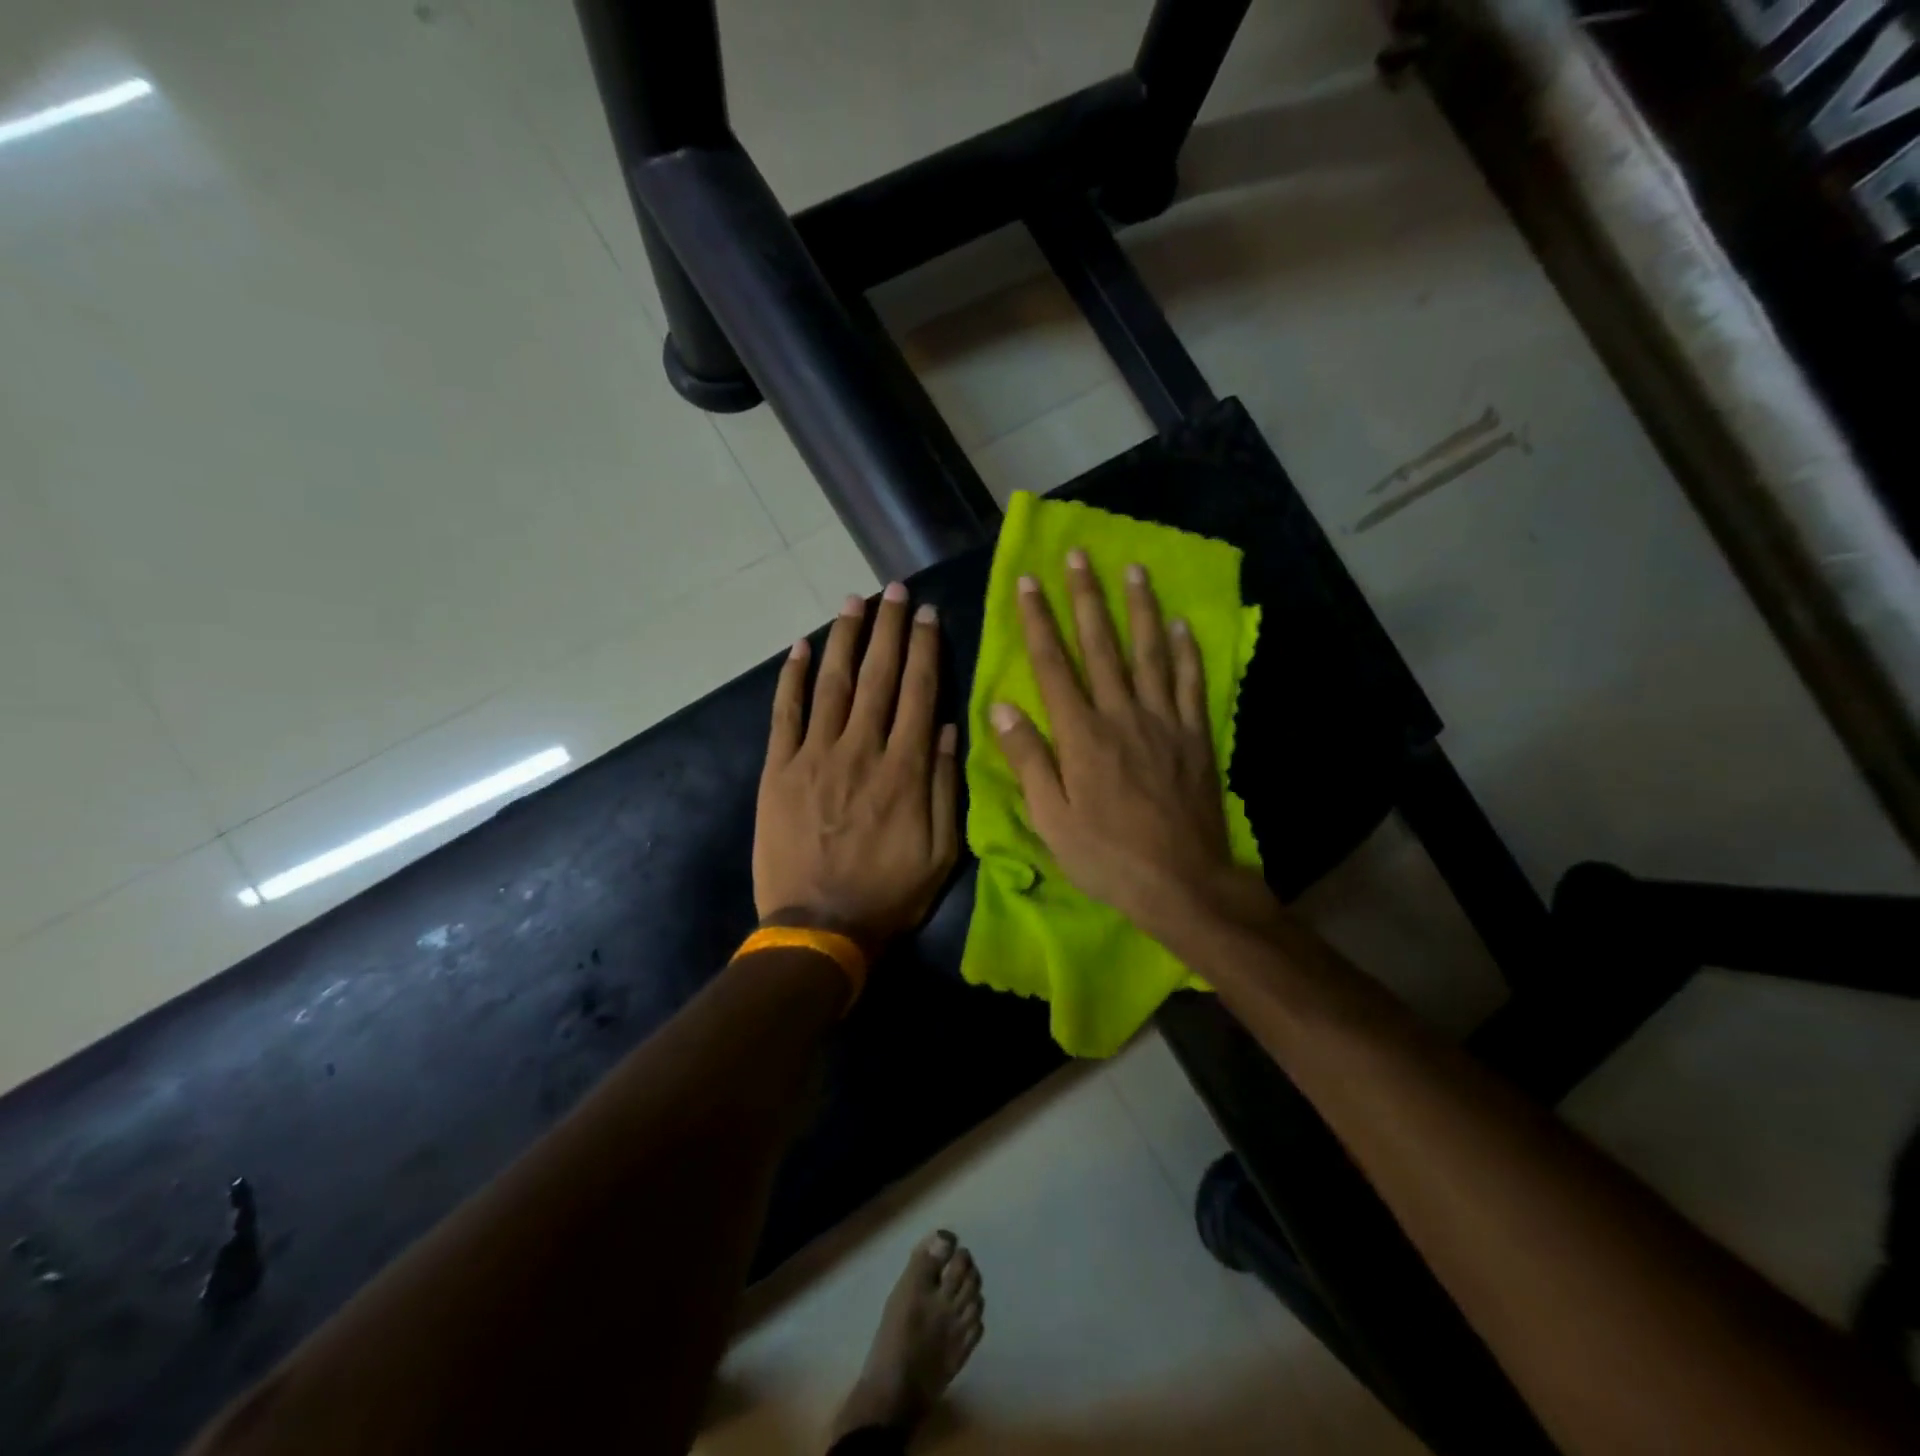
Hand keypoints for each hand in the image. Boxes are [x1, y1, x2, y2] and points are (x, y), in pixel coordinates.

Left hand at [755, 582, 959, 951]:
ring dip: (844, 638)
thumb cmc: (889, 894)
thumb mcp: (942, 852)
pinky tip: (800, 647)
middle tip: (894, 589)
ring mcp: (814, 757)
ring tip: (853, 601)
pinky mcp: (778, 770)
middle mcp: (861, 751)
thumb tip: (949, 727)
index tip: (928, 614)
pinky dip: (791, 678)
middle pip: (879, 676)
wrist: (818, 927)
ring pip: (833, 684)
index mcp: (905, 770)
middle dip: (889, 629)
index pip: (919, 693)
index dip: (925, 649)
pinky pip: (785, 714)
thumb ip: (946, 786)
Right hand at [990, 551, 1271, 944]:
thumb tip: (1001, 705)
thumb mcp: (1051, 818)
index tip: (1028, 581)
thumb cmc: (1106, 855)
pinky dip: (1186, 651)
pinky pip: (1190, 683)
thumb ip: (1028, 759)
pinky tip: (1181, 624)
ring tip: (1133, 569)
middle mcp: (1122, 715)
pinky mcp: (1195, 736)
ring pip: (1150, 653)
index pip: (1054, 665)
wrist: (1181, 882)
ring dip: (1139, 608)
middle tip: (1080, 555)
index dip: (1038, 621)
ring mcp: (1163, 722)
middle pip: (1102, 646)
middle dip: (1087, 598)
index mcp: (1081, 734)